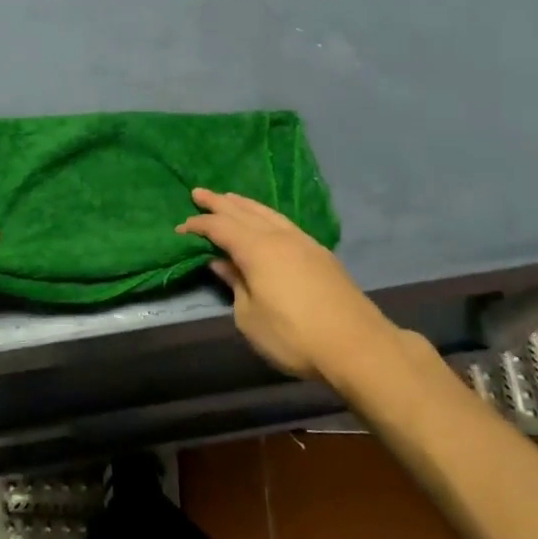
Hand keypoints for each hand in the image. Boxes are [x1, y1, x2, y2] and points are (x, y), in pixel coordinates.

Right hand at [177, 188, 400, 385]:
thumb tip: (221, 262)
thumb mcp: (250, 317)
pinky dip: (266, 216)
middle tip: (198, 193)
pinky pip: (284, 223)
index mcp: (257, 249)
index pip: (220, 228)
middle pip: (243, 212)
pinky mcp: (320, 254)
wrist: (357, 345)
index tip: (180, 227)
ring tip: (229, 198)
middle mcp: (279, 237)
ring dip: (245, 205)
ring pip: (268, 213)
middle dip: (219, 203)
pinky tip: (265, 221)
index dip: (199, 225)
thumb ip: (235, 285)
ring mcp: (304, 242)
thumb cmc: (294, 336)